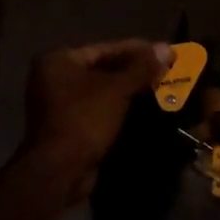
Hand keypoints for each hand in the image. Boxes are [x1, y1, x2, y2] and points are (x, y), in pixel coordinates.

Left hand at [24, 39, 172, 201]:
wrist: (60, 171)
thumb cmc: (85, 119)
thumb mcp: (117, 89)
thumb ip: (142, 68)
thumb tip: (166, 48)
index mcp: (58, 61)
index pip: (104, 49)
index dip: (137, 50)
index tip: (163, 52)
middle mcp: (54, 78)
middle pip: (102, 69)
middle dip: (134, 71)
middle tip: (165, 71)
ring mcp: (59, 105)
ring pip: (102, 91)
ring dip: (129, 91)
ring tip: (160, 88)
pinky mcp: (68, 127)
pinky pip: (98, 110)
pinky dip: (119, 108)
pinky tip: (144, 110)